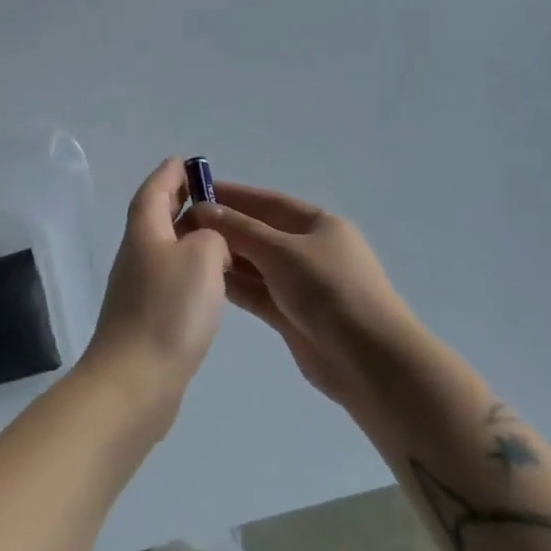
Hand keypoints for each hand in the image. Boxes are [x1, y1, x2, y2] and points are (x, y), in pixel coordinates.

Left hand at [83, 159, 230, 399]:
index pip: (155, 190)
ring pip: (165, 248)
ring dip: (187, 236)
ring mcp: (138, 289)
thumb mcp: (202, 256)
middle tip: (208, 194)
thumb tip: (207, 243)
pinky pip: (171, 279)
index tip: (187, 162)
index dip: (171, 174)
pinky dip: (190, 269)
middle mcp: (137, 254)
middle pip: (156, 216)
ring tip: (220, 236)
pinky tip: (211, 283)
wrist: (135, 381)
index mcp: (145, 231)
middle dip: (179, 201)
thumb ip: (211, 236)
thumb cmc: (169, 310)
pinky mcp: (147, 318)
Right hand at [189, 183, 417, 404]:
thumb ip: (240, 229)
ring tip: (186, 251)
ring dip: (226, 257)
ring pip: (256, 264)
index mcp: (319, 224)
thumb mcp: (282, 251)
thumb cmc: (328, 289)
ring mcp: (301, 284)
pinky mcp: (291, 315)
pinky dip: (235, 285)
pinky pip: (257, 292)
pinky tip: (205, 279)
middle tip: (182, 225)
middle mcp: (310, 250)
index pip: (269, 202)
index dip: (233, 195)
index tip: (196, 191)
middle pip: (260, 232)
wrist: (368, 359)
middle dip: (225, 227)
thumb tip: (203, 209)